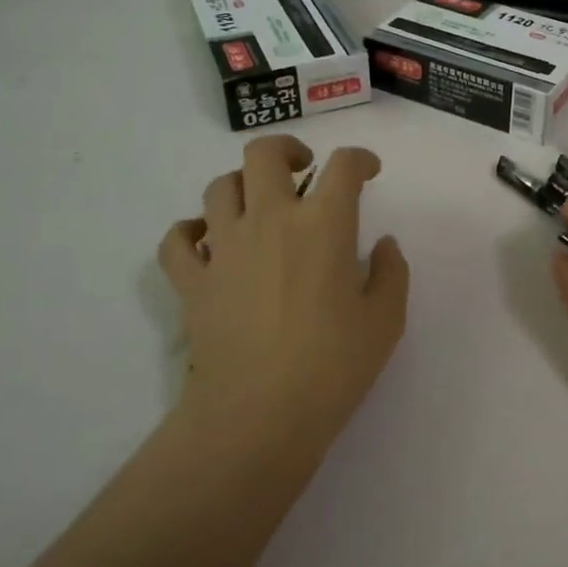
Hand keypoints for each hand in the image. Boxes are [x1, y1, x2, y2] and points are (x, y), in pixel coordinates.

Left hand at [158, 136, 409, 446]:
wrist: (258, 416)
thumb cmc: (332, 367)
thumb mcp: (385, 321)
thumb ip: (390, 273)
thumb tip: (382, 244)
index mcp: (323, 225)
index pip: (343, 166)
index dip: (360, 159)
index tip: (368, 172)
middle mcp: (269, 221)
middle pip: (264, 154)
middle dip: (286, 150)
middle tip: (302, 170)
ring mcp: (224, 248)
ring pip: (219, 187)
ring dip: (242, 186)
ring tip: (258, 207)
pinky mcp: (192, 281)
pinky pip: (177, 240)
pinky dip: (189, 232)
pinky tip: (206, 241)